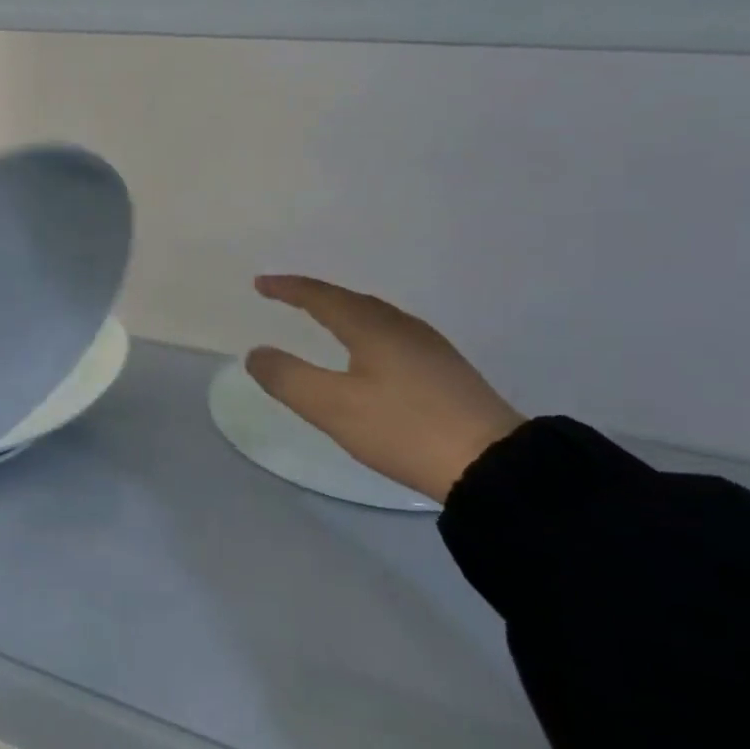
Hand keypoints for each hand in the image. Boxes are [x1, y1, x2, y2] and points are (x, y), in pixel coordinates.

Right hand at [245, 275, 523, 502]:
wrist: (493, 465)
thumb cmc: (403, 429)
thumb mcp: (333, 407)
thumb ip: (288, 378)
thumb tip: (256, 353)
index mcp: (373, 328)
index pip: (322, 297)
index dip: (288, 289)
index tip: (260, 283)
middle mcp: (402, 327)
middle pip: (352, 300)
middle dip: (315, 296)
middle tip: (286, 296)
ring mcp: (430, 348)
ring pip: (376, 317)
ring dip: (343, 312)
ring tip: (322, 319)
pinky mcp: (446, 371)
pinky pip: (392, 336)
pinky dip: (365, 332)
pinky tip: (368, 354)